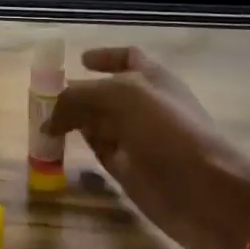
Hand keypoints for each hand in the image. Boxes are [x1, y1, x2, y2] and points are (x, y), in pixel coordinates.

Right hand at [46, 47, 249, 248]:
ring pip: (99, 125)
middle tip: (41, 100)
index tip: (78, 61)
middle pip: (105, 94)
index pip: (127, 59)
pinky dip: (81, 149)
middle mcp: (144, 107)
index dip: (104, 57)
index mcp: (152, 79)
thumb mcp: (124, 98)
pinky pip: (100, 154)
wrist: (208, 191)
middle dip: (77, 94)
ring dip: (74, 122)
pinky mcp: (130, 173)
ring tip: (42, 124)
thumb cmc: (170, 133)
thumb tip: (49, 117)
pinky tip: (59, 150)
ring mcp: (137, 141)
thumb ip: (82, 97)